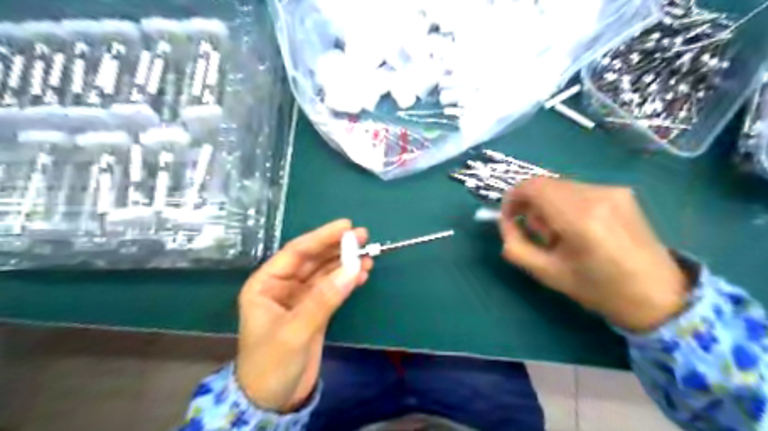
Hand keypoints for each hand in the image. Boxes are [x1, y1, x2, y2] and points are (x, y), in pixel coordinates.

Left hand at [237, 221, 374, 411]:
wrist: (273, 400)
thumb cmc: (271, 364)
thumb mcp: (295, 330)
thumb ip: (324, 298)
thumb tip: (352, 268)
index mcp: (266, 284)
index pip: (296, 252)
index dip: (321, 237)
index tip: (346, 226)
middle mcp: (283, 286)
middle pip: (313, 260)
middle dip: (337, 248)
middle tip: (363, 236)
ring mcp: (301, 298)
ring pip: (325, 273)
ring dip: (346, 264)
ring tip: (368, 255)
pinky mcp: (315, 310)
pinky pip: (333, 289)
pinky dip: (347, 281)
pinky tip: (362, 274)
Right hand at [499, 176, 690, 331]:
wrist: (659, 295)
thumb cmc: (599, 289)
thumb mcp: (547, 273)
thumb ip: (516, 245)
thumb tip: (506, 222)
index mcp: (580, 218)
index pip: (533, 187)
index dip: (513, 198)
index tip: (510, 218)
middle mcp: (597, 195)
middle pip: (545, 184)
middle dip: (531, 204)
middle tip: (537, 233)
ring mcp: (613, 190)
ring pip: (560, 186)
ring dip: (548, 205)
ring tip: (559, 233)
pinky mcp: (622, 192)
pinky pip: (578, 189)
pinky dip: (566, 203)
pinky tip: (577, 227)